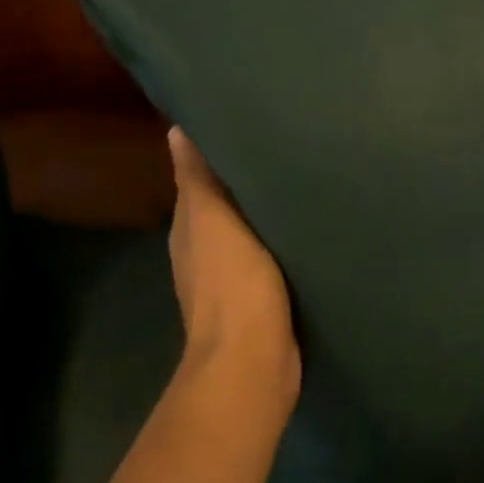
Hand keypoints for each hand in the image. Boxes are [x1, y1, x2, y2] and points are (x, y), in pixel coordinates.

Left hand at [166, 128, 300, 413]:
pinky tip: (306, 224)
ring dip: (268, 208)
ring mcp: (236, 276)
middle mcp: (207, 249)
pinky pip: (274, 254)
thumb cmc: (231, 282)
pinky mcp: (265, 296)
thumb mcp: (213, 220)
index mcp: (191, 228)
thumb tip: (176, 130)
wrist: (254, 360)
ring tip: (301, 174)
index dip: (217, 151)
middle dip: (247, 177)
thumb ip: (198, 178)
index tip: (247, 122)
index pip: (199, 178)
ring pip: (252, 228)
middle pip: (227, 203)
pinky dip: (283, 237)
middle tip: (285, 141)